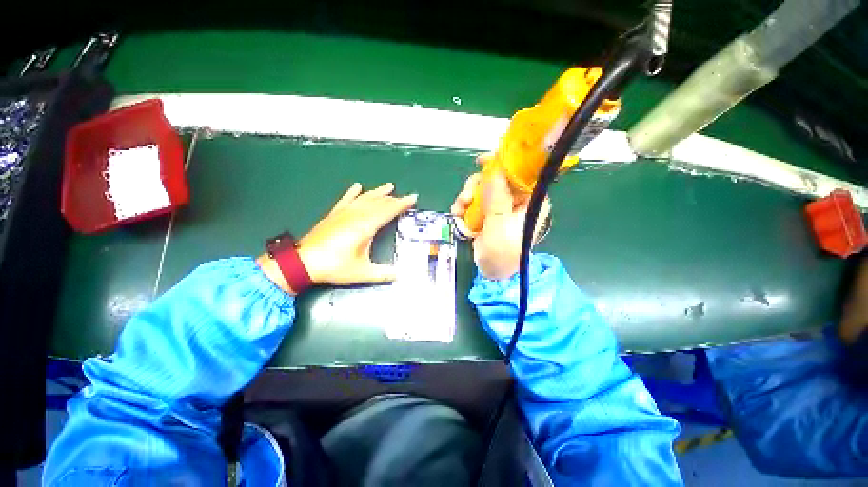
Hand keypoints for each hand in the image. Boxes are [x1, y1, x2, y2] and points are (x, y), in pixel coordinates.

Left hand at [259, 182, 416, 293]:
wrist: (302, 262)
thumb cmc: (334, 266)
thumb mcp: (362, 273)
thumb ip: (383, 274)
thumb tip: (400, 275)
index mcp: (365, 226)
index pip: (388, 210)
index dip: (402, 204)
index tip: (413, 198)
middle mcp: (356, 215)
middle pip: (378, 202)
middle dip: (393, 199)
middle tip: (404, 197)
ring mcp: (343, 213)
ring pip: (365, 198)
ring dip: (378, 192)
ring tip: (388, 186)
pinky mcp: (333, 215)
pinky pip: (345, 200)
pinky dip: (352, 193)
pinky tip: (357, 186)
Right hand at [451, 154, 549, 279]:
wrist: (491, 273)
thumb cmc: (502, 254)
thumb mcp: (499, 228)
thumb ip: (497, 200)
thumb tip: (495, 171)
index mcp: (529, 201)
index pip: (520, 173)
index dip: (503, 164)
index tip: (482, 161)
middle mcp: (516, 200)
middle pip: (497, 178)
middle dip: (478, 185)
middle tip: (466, 197)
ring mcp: (499, 206)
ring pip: (482, 188)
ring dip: (468, 196)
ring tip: (459, 210)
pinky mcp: (486, 213)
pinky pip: (474, 200)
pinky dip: (464, 205)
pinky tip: (458, 214)